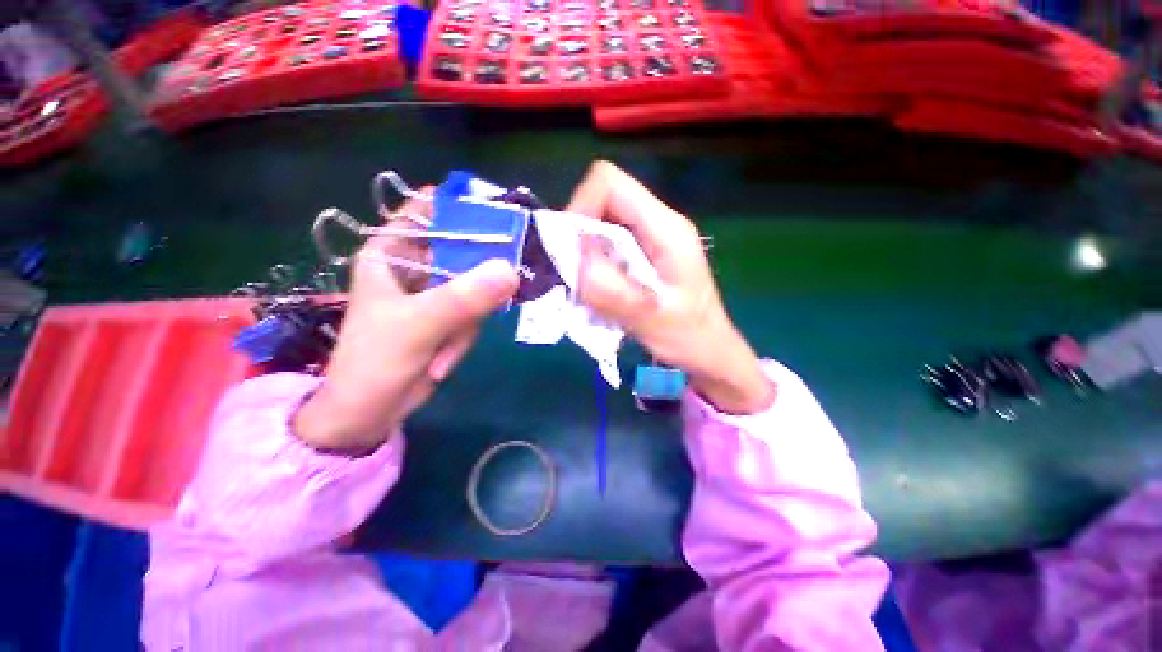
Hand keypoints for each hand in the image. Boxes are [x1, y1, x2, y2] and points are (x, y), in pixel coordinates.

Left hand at [294, 193, 519, 452]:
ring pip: (474, 285)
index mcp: (391, 254)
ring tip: (446, 348)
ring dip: (469, 318)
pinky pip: (474, 311)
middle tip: (506, 280)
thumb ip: (463, 298)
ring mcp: (434, 293)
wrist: (370, 411)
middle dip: (481, 271)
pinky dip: (466, 335)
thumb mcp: (419, 325)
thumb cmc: (376, 360)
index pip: (427, 212)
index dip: (461, 208)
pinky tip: (445, 358)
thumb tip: (511, 271)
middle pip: (461, 250)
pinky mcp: (447, 316)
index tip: (499, 218)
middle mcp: (414, 267)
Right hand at [568, 162, 774, 413]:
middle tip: (576, 276)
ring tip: (588, 290)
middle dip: (579, 236)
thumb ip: (612, 290)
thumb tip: (574, 259)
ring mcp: (649, 238)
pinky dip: (592, 266)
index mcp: (666, 228)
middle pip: (600, 202)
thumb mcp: (650, 319)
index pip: (609, 183)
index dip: (581, 207)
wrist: (708, 351)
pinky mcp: (641, 254)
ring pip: (599, 225)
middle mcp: (657, 223)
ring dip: (584, 255)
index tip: (572, 251)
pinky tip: (598, 293)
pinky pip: (604, 246)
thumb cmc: (689, 338)